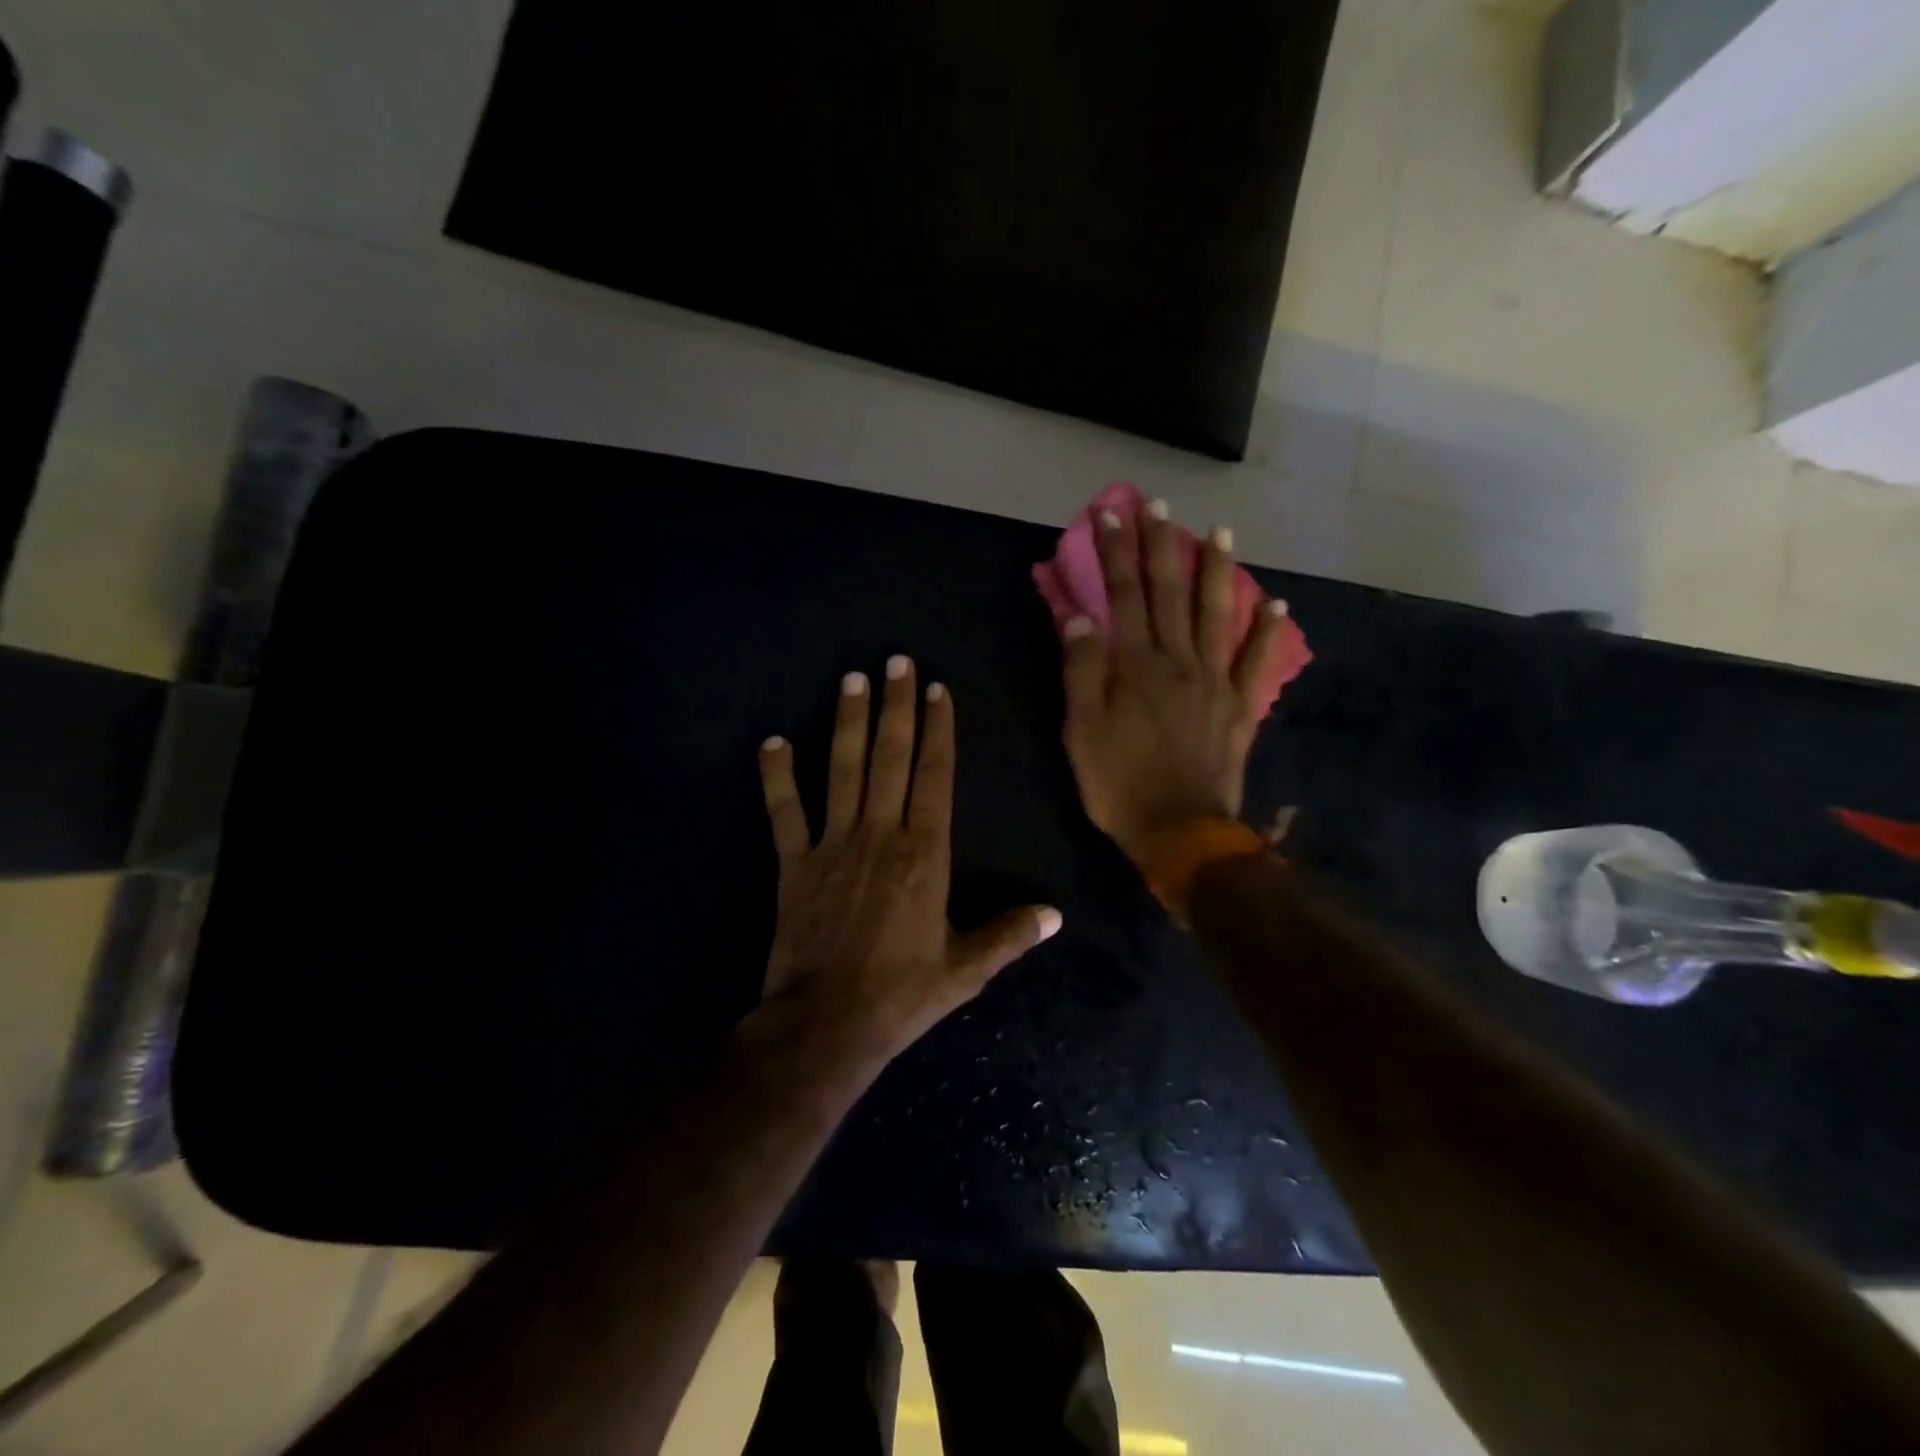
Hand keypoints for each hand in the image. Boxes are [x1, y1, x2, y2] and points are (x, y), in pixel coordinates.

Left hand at [757, 657, 1062, 1061]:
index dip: (937, 730)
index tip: (937, 690)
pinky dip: (777, 777)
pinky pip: (784, 811)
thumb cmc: (902, 994)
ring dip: (847, 722)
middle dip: (895, 705)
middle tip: (895, 660)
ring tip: (851, 678)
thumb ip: (1010, 935)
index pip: (935, 776)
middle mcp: (880, 835)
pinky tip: (771, 742)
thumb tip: (1055, 915)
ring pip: (842, 770)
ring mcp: (833, 845)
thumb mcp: (966, 969)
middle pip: (890, 758)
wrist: (827, 1024)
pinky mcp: (794, 863)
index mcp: (925, 854)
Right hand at [1061, 503, 1290, 865]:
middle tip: (1158, 505)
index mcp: (1136, 665)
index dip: (1116, 552)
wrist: (1180, 831)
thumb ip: (1083, 670)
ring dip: (1216, 570)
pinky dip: (1267, 632)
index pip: (1123, 595)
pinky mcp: (1240, 706)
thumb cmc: (1120, 782)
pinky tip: (1276, 604)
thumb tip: (1082, 615)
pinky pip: (1257, 662)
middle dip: (1160, 545)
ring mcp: (1215, 681)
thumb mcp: (1082, 730)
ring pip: (1215, 613)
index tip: (1109, 513)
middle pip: (1168, 592)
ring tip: (1219, 532)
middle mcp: (1178, 660)